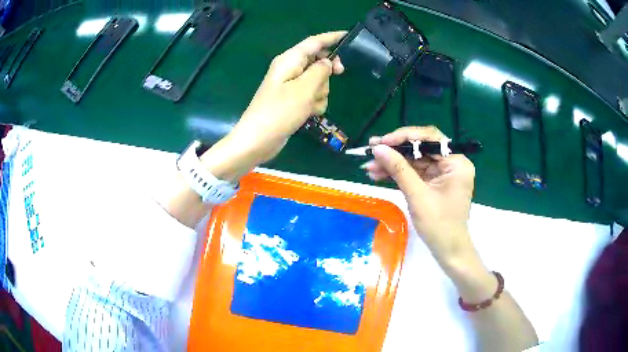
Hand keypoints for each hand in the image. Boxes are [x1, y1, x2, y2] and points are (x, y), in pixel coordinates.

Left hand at [200, 31, 345, 181]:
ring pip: (318, 81)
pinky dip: (315, 103)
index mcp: (290, 60)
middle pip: (318, 61)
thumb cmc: (279, 112)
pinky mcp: (292, 100)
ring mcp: (291, 86)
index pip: (314, 42)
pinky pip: (312, 95)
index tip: (349, 36)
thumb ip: (320, 71)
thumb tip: (327, 62)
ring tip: (310, 105)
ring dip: (320, 93)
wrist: (258, 140)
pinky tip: (309, 113)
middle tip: (339, 75)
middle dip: (327, 73)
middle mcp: (290, 69)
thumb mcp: (304, 89)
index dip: (332, 38)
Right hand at [363, 126, 475, 265]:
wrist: (447, 250)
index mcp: (456, 162)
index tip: (382, 142)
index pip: (430, 138)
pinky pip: (414, 172)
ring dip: (393, 163)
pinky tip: (378, 174)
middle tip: (371, 149)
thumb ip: (398, 169)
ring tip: (369, 166)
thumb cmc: (439, 225)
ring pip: (414, 160)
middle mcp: (452, 163)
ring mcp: (443, 173)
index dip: (404, 137)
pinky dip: (398, 173)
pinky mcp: (434, 182)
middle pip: (420, 148)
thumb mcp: (417, 195)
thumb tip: (377, 148)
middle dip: (395, 151)